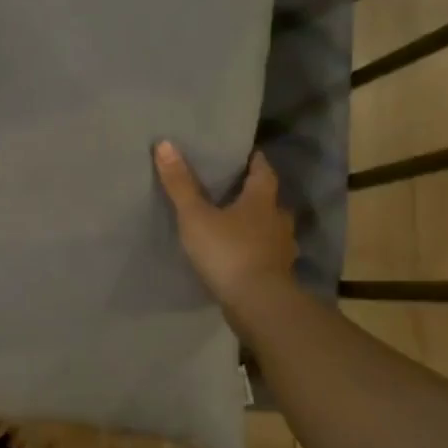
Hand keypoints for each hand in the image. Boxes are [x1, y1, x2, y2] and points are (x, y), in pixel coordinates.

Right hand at [153, 141, 297, 310]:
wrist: (258, 303)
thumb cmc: (227, 251)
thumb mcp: (195, 216)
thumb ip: (180, 184)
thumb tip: (165, 144)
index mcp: (261, 201)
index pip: (264, 172)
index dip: (256, 162)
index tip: (250, 155)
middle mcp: (278, 221)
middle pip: (272, 201)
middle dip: (258, 196)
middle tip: (239, 192)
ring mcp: (282, 250)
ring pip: (274, 230)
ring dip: (261, 226)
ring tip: (241, 226)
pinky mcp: (279, 275)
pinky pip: (270, 255)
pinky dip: (260, 252)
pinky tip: (245, 257)